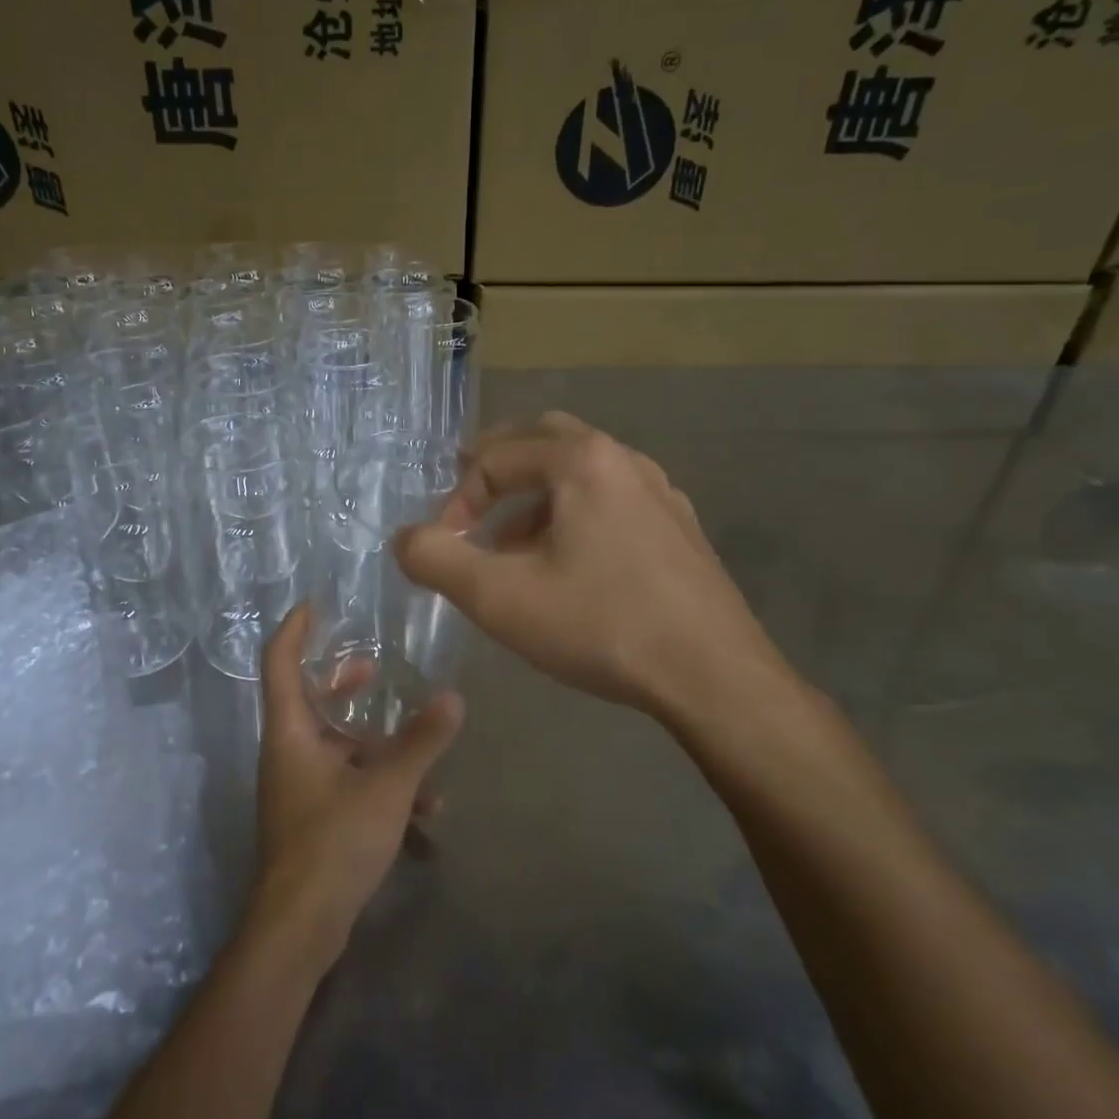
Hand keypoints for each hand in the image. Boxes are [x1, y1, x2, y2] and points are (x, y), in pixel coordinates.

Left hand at [246, 606, 462, 974]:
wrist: (299, 928)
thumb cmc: (333, 842)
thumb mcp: (387, 787)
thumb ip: (421, 742)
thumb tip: (453, 697)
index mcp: (290, 732)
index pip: (280, 661)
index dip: (295, 628)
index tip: (316, 603)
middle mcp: (287, 752)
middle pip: (309, 700)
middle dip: (342, 683)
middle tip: (373, 668)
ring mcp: (297, 787)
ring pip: (336, 747)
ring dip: (376, 744)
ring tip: (421, 750)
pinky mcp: (311, 817)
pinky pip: (346, 783)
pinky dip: (378, 784)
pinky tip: (424, 811)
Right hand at [394, 413, 804, 753]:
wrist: (715, 677)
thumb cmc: (601, 626)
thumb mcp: (499, 597)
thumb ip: (436, 559)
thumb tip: (404, 538)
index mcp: (581, 460)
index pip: (494, 459)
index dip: (457, 500)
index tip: (446, 547)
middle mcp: (623, 460)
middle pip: (542, 441)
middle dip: (496, 471)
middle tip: (469, 506)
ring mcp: (659, 492)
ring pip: (579, 472)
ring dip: (534, 496)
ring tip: (510, 544)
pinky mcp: (679, 528)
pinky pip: (611, 500)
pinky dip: (573, 514)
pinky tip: (567, 565)